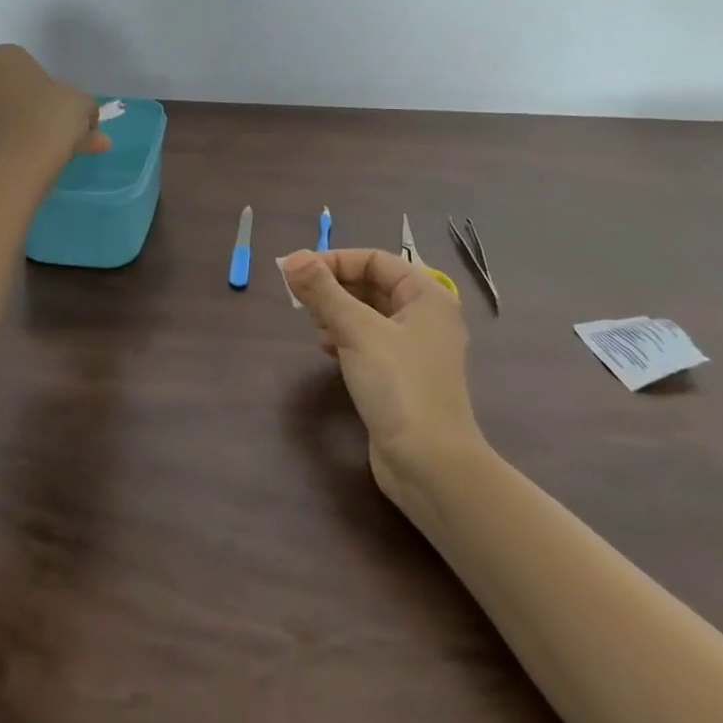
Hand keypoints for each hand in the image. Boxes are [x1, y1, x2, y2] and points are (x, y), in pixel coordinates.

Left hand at [0, 44, 108, 176]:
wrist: (18, 164)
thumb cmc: (52, 118)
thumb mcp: (82, 105)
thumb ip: (84, 109)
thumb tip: (87, 122)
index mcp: (2, 58)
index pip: (22, 66)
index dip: (42, 86)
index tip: (57, 107)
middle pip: (3, 92)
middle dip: (24, 109)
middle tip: (51, 133)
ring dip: (12, 132)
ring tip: (41, 158)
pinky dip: (0, 156)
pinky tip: (22, 170)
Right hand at [282, 248, 481, 498]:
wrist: (430, 465)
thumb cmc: (399, 385)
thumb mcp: (356, 330)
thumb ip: (322, 291)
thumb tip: (292, 257)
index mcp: (426, 296)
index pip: (374, 260)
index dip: (335, 261)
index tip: (298, 273)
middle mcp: (425, 317)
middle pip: (372, 284)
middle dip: (334, 287)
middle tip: (301, 300)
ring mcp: (415, 349)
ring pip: (368, 313)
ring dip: (337, 312)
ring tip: (314, 325)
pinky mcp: (402, 376)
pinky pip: (369, 341)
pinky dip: (346, 337)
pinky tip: (327, 349)